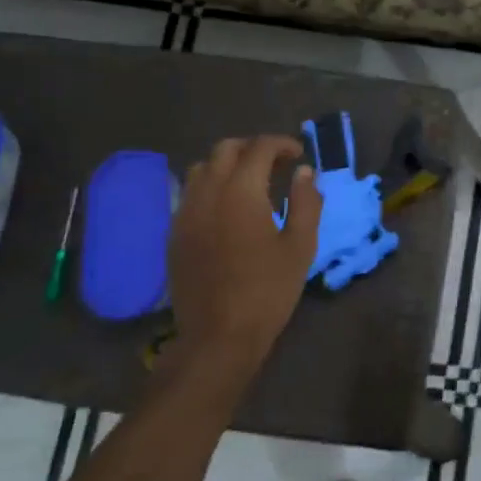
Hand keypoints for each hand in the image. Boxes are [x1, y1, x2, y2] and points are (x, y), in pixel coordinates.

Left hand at [167, 136, 320, 367]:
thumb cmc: (268, 291)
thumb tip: (304, 173)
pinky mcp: (174, 233)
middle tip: (277, 165)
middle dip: (253, 148)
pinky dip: (211, 187)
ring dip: (228, 165)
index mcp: (241, 191)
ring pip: (202, 168)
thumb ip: (306, 203)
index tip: (299, 155)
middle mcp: (207, 192)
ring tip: (251, 184)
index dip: (282, 144)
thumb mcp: (300, 247)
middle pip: (225, 150)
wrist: (219, 335)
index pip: (259, 148)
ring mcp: (185, 212)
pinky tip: (227, 210)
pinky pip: (191, 194)